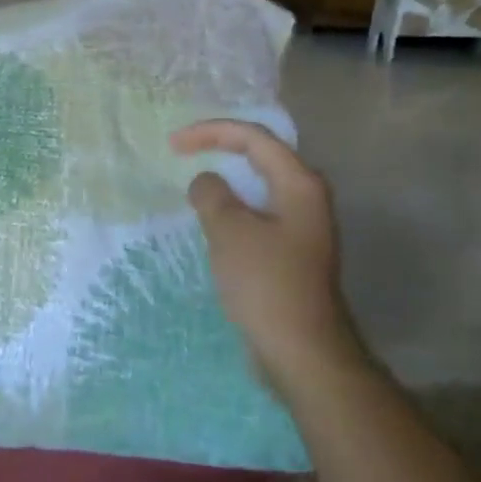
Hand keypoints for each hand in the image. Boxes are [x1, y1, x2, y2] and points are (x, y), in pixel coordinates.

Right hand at [171, 120, 356, 387]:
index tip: (173, 144)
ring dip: (226, 178)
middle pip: (261, 156)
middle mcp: (306, 198)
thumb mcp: (230, 231)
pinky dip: (232, 206)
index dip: (211, 132)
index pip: (254, 138)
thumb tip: (206, 182)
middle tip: (182, 151)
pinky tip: (212, 218)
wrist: (301, 349)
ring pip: (259, 186)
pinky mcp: (290, 251)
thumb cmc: (266, 283)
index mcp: (299, 184)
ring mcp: (301, 226)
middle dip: (221, 147)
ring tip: (193, 179)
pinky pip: (257, 213)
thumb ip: (212, 195)